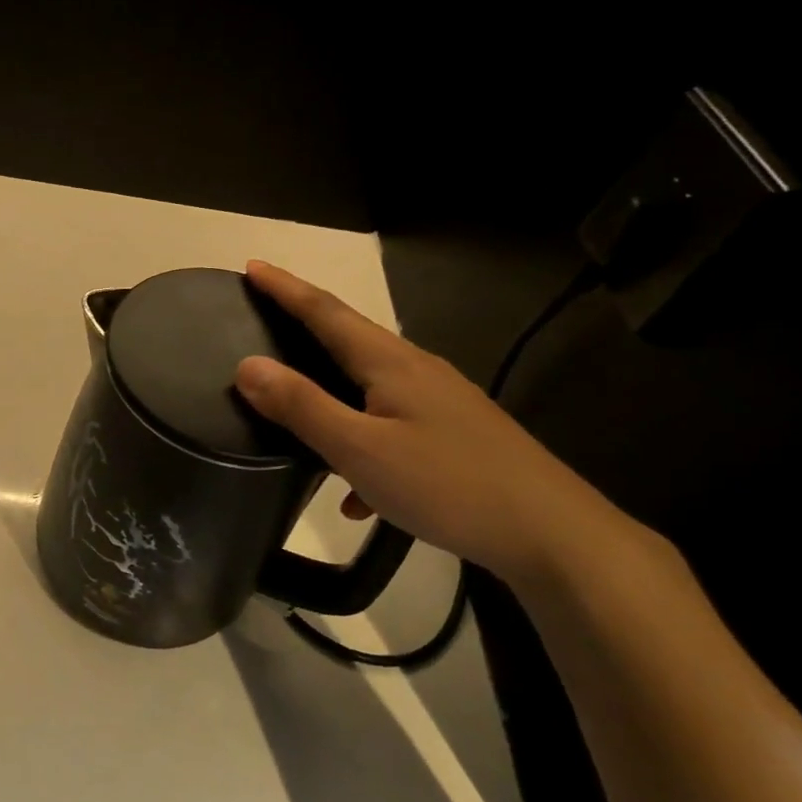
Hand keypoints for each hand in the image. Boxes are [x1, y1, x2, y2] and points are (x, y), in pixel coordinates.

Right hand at [233, 260, 632, 588]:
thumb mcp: (360, 449)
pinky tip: (356, 494)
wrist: (555, 535)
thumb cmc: (448, 484)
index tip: (252, 265)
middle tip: (265, 315)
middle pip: (350, 338)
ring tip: (296, 404)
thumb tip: (247, 366)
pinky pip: (391, 426)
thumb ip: (302, 406)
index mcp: (391, 363)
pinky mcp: (455, 435)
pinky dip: (362, 444)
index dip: (285, 288)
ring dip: (330, 388)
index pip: (326, 312)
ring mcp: (441, 402)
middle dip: (305, 324)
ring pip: (369, 384)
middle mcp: (417, 370)